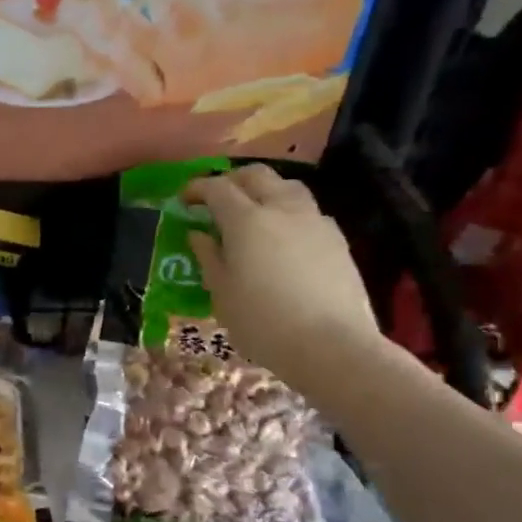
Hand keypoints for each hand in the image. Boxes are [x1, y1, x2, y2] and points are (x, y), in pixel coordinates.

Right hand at [184, 164, 381, 392]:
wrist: (332, 345)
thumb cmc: (263, 322)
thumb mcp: (221, 293)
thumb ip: (209, 257)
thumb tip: (199, 234)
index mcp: (246, 220)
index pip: (217, 188)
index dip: (197, 189)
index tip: (184, 200)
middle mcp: (281, 209)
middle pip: (256, 175)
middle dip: (232, 181)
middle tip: (217, 200)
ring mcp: (314, 221)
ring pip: (287, 186)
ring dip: (264, 190)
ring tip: (253, 213)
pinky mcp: (337, 238)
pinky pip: (308, 211)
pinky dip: (288, 212)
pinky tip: (284, 237)